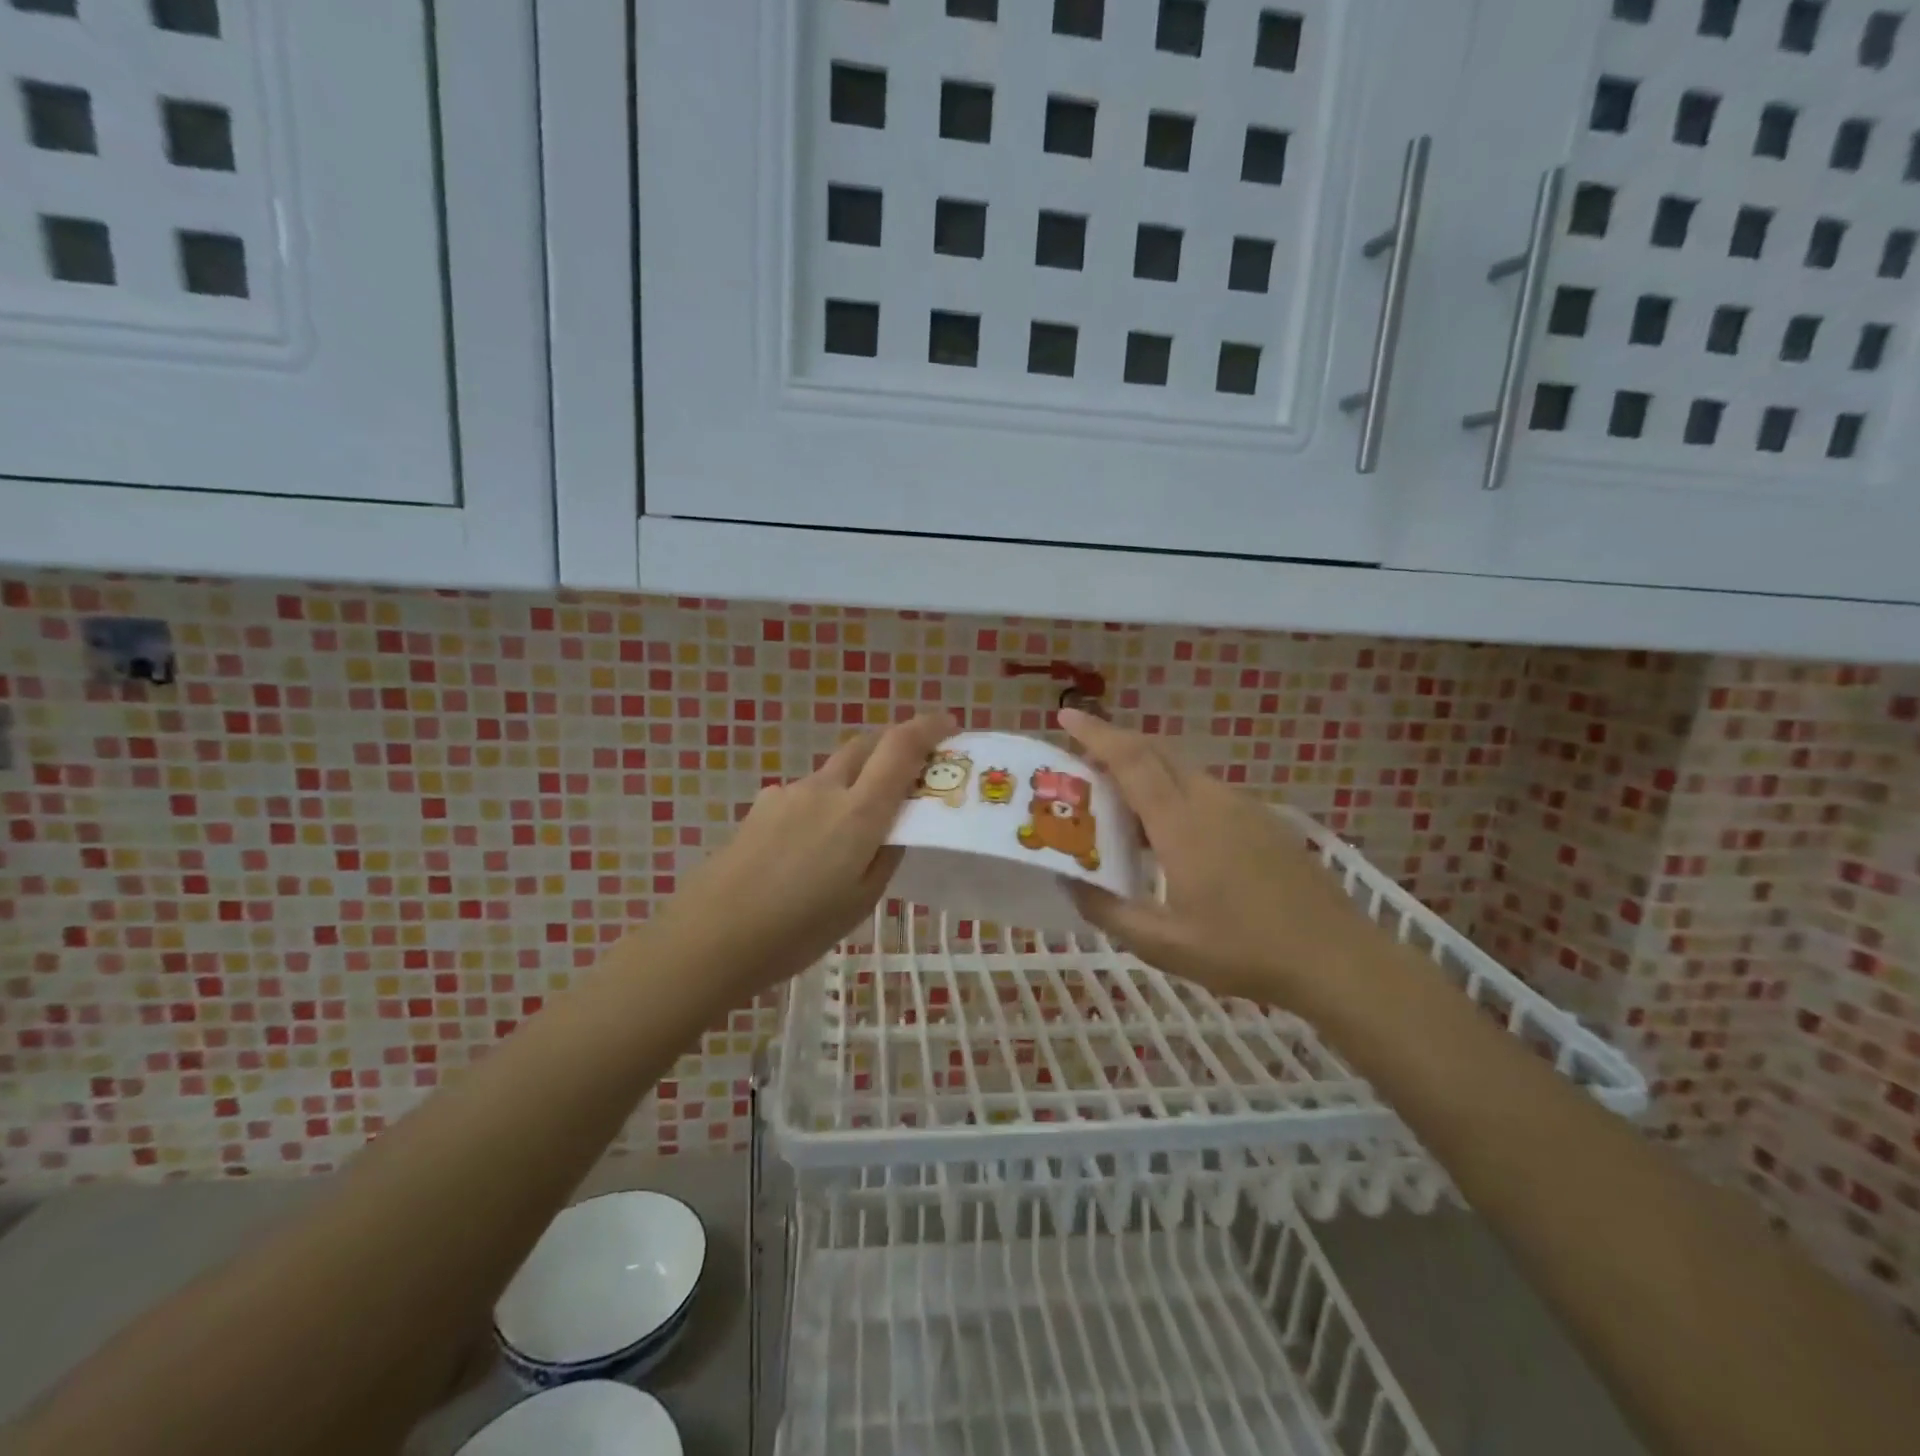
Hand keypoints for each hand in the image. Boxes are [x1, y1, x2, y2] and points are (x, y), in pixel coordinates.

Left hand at [649, 712, 956, 1000]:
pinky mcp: (760, 808)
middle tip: (911, 770)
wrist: (711, 936)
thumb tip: (896, 828)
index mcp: (859, 812)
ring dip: (855, 781)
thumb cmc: (797, 929)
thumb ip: (885, 856)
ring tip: (853, 830)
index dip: (927, 728)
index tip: (949, 725)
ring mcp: (787, 794)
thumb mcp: (861, 902)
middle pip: (865, 745)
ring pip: (833, 773)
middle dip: (893, 745)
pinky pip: (804, 795)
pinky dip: (821, 805)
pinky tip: (808, 848)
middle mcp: (824, 789)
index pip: (900, 748)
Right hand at [1059, 708, 1374, 1009]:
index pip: (1131, 760)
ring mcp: (1242, 805)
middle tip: (1082, 760)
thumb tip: (1070, 881)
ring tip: (1121, 805)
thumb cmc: (1242, 951)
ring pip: (1183, 770)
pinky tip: (1171, 834)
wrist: (1334, 957)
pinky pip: (1206, 790)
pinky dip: (1174, 792)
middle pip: (1156, 752)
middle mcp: (1210, 800)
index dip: (1096, 734)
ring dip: (1146, 771)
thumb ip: (1108, 911)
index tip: (1066, 717)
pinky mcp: (1263, 819)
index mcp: (1181, 823)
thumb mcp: (1162, 944)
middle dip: (1116, 743)